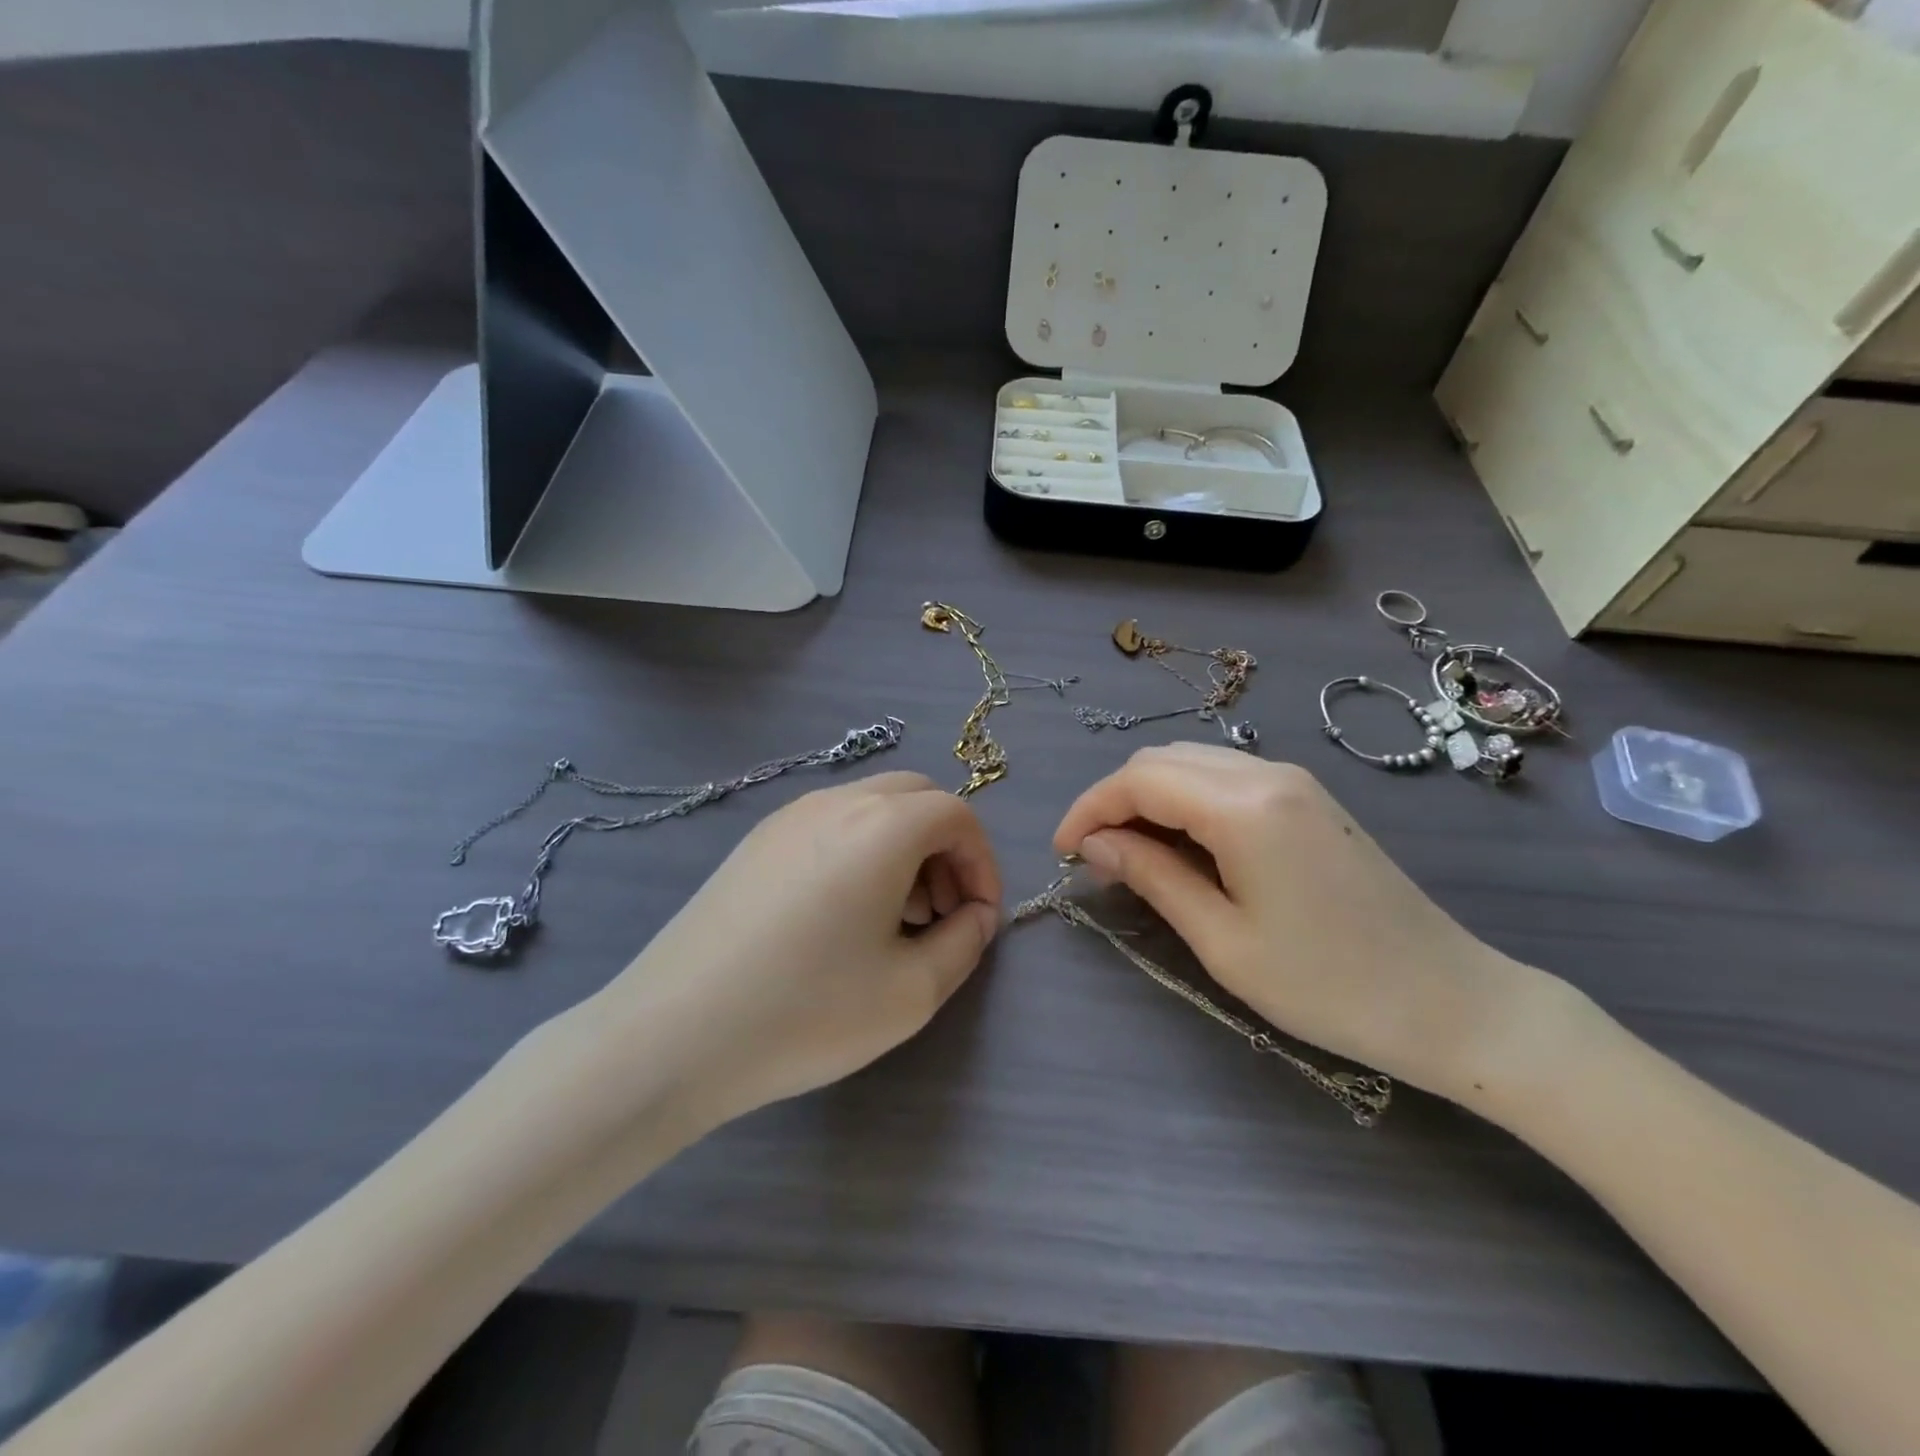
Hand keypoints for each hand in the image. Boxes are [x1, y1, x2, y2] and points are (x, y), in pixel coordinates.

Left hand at [596, 773, 1001, 1131]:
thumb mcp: (912, 992)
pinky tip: (841, 917)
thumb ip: (965, 943)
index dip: (982, 863)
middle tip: (940, 914)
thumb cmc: (806, 1011)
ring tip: (894, 921)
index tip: (979, 918)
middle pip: (916, 797)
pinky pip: (830, 825)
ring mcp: (788, 816)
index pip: (957, 815)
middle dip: (945, 849)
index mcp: (882, 826)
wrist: (673, 1034)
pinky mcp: (755, 841)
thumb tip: (975, 916)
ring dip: (903, 848)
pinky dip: (860, 851)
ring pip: (871, 807)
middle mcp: (836, 802)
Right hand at [1053, 743, 1557, 1100]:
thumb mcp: (1223, 940)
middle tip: (1093, 855)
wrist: (1450, 1001)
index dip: (1089, 808)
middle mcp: (1267, 774)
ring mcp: (1294, 780)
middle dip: (1114, 798)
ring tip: (1130, 853)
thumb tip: (1095, 844)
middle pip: (1162, 759)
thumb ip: (1152, 877)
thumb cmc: (1328, 986)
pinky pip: (1226, 777)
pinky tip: (1182, 844)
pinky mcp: (1309, 798)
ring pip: (1193, 762)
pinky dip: (1186, 799)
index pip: (1139, 781)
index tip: (1062, 850)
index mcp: (1244, 807)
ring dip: (1149, 796)